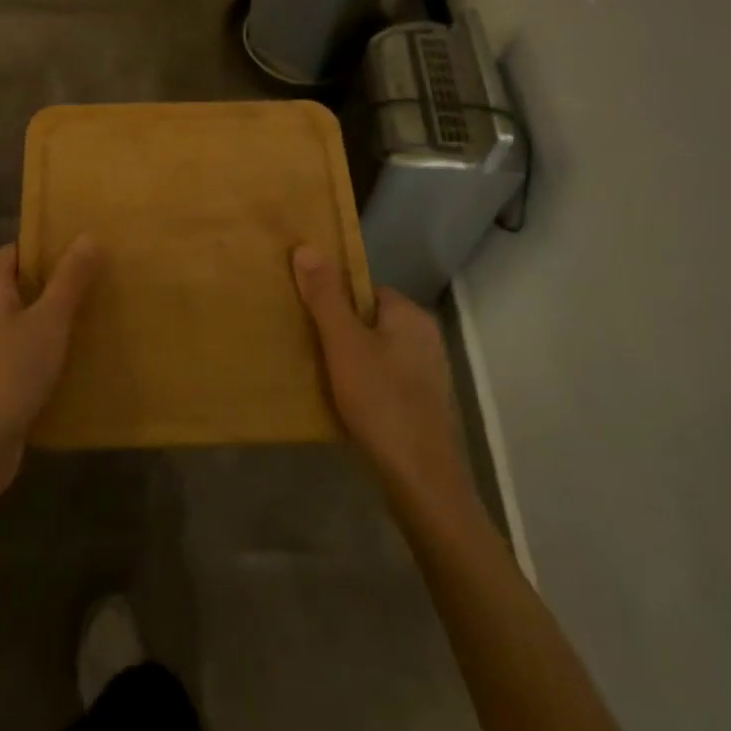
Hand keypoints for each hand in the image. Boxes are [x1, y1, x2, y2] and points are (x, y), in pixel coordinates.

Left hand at [0, 236, 102, 499]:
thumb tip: (89, 235)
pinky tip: (84, 343)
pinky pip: (31, 342)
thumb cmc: (12, 371)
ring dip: (60, 308)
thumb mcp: (49, 320)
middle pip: (25, 280)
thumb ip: (69, 278)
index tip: (84, 240)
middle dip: (60, 275)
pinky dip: (54, 338)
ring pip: (30, 313)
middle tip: (101, 269)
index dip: (48, 242)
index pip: (18, 249)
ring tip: (100, 301)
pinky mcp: (0, 372)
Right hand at [291, 245, 476, 507]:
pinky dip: (361, 385)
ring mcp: (426, 375)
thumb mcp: (343, 343)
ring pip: (374, 352)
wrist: (420, 483)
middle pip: (368, 320)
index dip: (332, 298)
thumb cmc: (381, 402)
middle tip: (303, 343)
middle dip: (337, 330)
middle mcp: (424, 338)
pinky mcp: (421, 406)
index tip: (303, 313)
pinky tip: (341, 401)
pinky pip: (382, 380)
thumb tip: (307, 247)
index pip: (363, 288)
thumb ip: (325, 296)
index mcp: (410, 315)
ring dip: (347, 360)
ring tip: (315, 372)